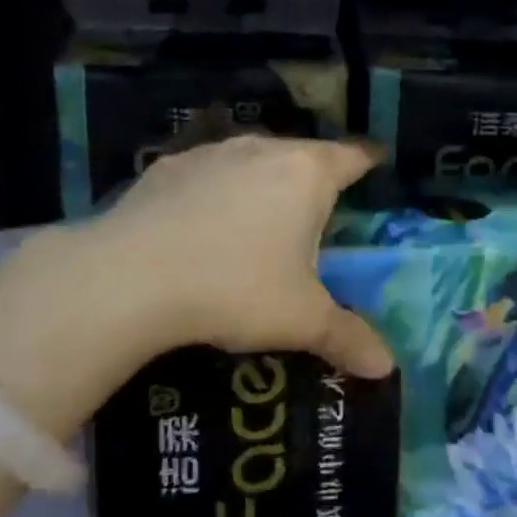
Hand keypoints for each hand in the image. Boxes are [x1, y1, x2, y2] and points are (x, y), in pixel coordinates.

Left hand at [0, 137, 391, 435]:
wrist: (130, 277)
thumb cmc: (235, 288)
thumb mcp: (299, 320)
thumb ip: (347, 337)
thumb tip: (386, 367)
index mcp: (306, 174)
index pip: (351, 157)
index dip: (367, 162)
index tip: (375, 164)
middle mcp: (263, 149)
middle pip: (302, 154)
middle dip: (313, 176)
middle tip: (318, 210)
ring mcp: (211, 153)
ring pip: (251, 159)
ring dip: (262, 181)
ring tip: (260, 216)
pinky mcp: (167, 167)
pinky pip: (206, 173)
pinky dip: (214, 190)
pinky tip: (201, 223)